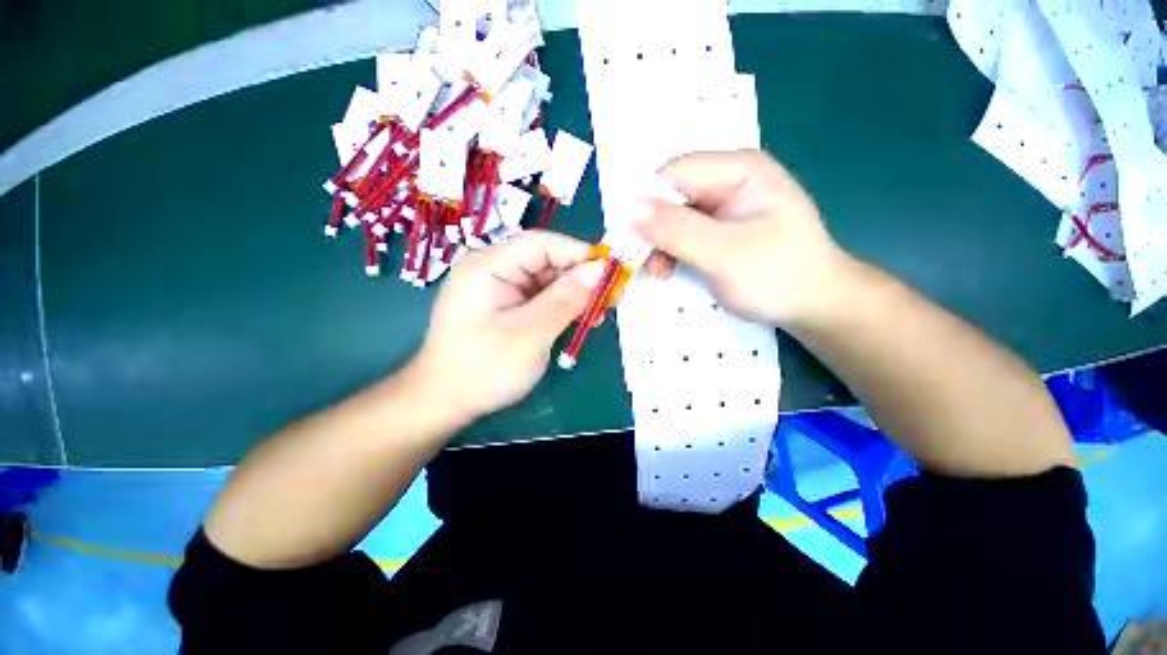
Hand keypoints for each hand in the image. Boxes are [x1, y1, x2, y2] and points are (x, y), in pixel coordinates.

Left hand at [409, 231, 605, 422]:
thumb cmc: (484, 368)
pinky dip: (562, 308)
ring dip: (575, 296)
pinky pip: (540, 298)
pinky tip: (580, 321)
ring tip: (598, 316)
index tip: (611, 272)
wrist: (445, 403)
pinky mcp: (506, 306)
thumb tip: (599, 269)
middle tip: (611, 300)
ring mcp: (500, 288)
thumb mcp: (531, 334)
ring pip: (548, 281)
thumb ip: (566, 299)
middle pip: (547, 261)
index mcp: (490, 265)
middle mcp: (494, 269)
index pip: (542, 243)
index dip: (579, 254)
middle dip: (581, 279)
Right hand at [633, 150, 854, 328]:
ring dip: (658, 243)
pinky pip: (683, 232)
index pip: (675, 173)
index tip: (627, 239)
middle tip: (640, 261)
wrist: (815, 306)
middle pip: (672, 194)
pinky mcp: (720, 228)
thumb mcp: (724, 254)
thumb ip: (676, 230)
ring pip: (673, 216)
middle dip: (652, 229)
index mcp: (739, 170)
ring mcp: (725, 205)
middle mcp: (729, 179)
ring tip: (657, 271)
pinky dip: (670, 250)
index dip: (645, 203)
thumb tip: (628, 208)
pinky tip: (668, 269)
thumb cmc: (778, 277)